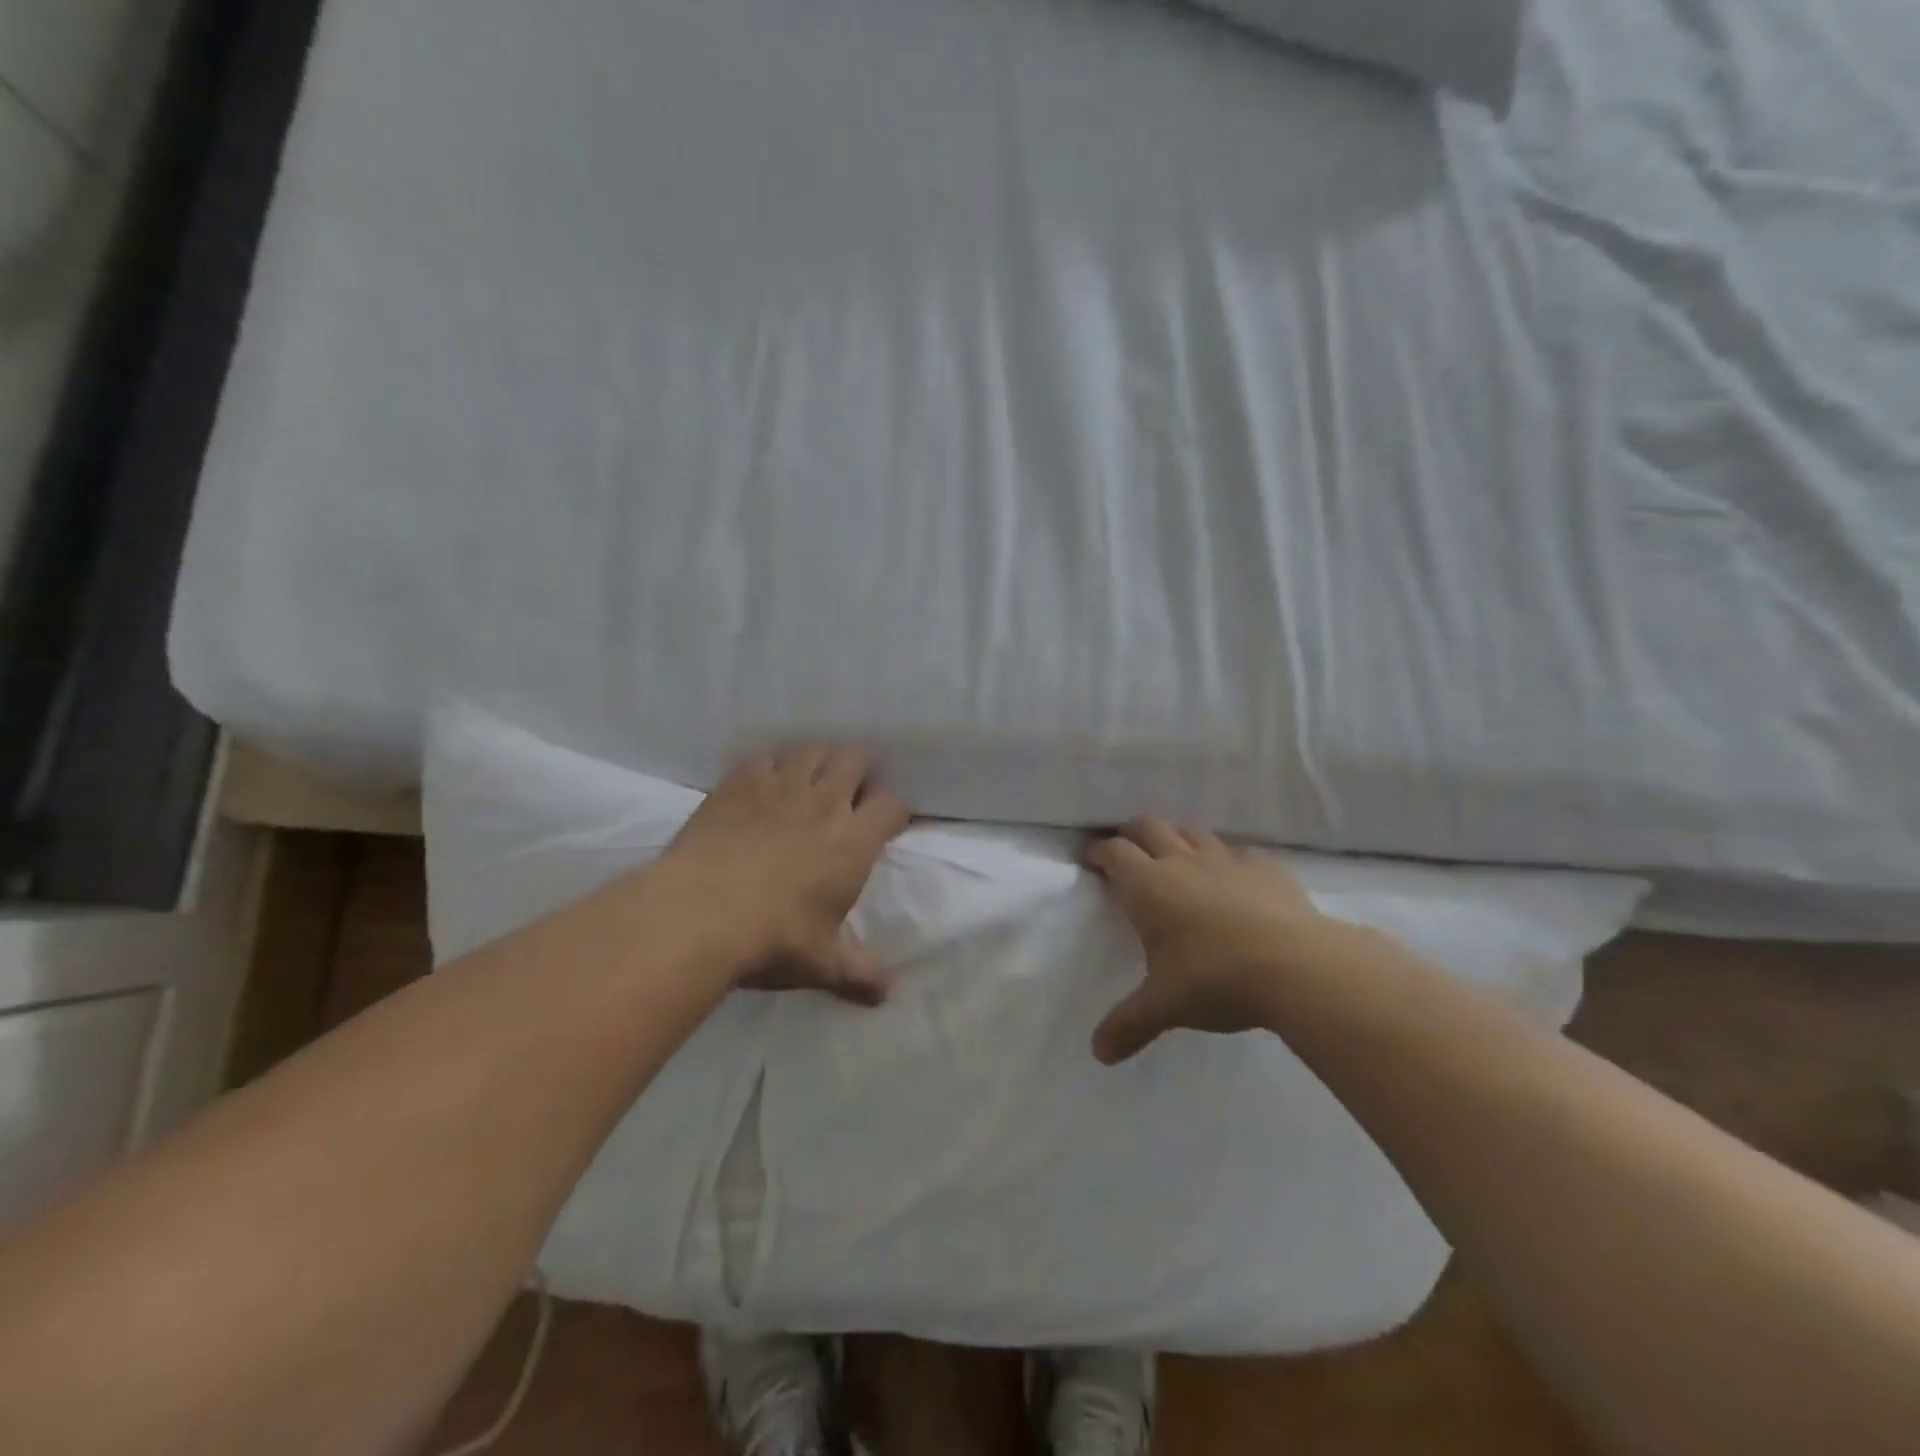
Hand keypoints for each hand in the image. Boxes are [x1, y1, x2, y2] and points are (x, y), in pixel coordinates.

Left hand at [655, 746, 910, 1005]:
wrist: (696, 915)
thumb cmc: (771, 939)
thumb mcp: (820, 963)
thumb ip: (857, 973)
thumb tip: (886, 995)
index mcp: (853, 841)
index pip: (892, 804)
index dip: (893, 811)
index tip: (885, 825)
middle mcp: (824, 802)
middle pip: (856, 759)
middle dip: (859, 772)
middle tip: (847, 797)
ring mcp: (779, 786)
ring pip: (812, 750)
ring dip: (818, 761)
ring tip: (809, 783)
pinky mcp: (739, 782)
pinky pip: (765, 757)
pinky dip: (771, 766)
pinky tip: (763, 786)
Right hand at [1084, 818, 1334, 1063]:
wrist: (1299, 967)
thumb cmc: (1216, 980)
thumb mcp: (1164, 1006)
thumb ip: (1128, 1025)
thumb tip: (1098, 1054)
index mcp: (1149, 887)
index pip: (1114, 853)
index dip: (1097, 851)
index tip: (1089, 857)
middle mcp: (1183, 863)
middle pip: (1148, 827)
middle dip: (1132, 834)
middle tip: (1126, 852)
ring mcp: (1227, 861)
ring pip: (1192, 831)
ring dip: (1176, 837)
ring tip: (1174, 857)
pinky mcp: (1266, 869)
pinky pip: (1240, 853)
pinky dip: (1229, 860)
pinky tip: (1234, 879)